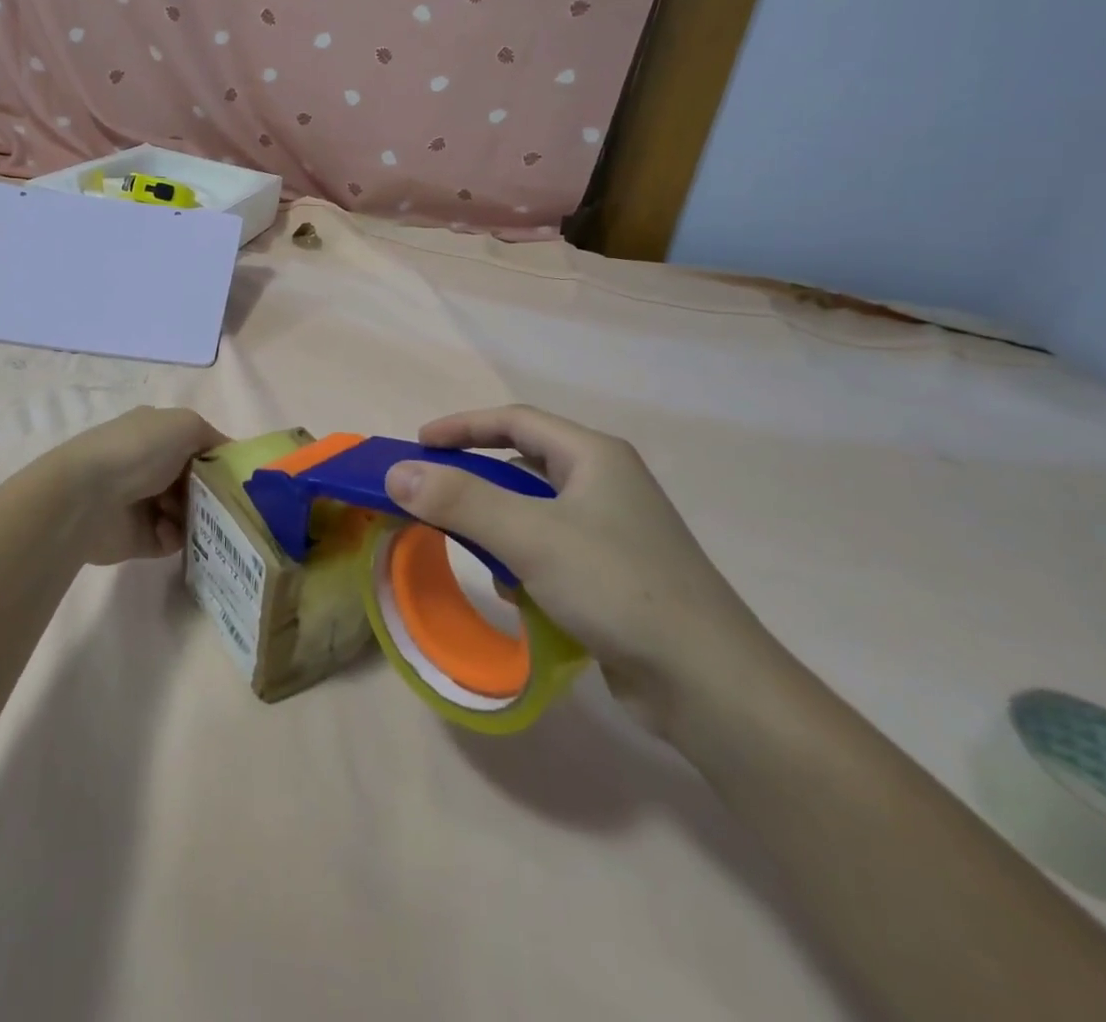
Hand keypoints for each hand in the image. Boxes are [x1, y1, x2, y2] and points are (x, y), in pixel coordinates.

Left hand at [50, 406, 226, 565]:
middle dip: (213, 492)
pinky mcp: (139, 537)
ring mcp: (143, 501)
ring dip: (198, 516)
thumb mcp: (185, 424)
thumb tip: (227, 457)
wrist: (86, 497)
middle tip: (229, 503)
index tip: (241, 476)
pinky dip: (177, 536)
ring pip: (188, 512)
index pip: (198, 445)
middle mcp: (149, 465)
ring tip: (198, 518)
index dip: (219, 459)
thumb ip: (212, 437)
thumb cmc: (138, 451)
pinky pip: (172, 539)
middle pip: (196, 482)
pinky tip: (170, 531)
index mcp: (157, 433)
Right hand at [385, 405, 775, 737]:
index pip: (515, 421)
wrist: (709, 683)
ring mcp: (614, 531)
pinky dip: (524, 563)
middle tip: (432, 497)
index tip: (418, 445)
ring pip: (535, 512)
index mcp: (594, 456)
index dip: (463, 427)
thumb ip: (460, 500)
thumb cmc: (618, 587)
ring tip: (473, 552)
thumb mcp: (531, 536)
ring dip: (499, 527)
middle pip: (524, 465)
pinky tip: (517, 595)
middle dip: (476, 481)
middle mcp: (606, 484)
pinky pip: (551, 551)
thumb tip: (396, 473)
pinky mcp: (615, 575)